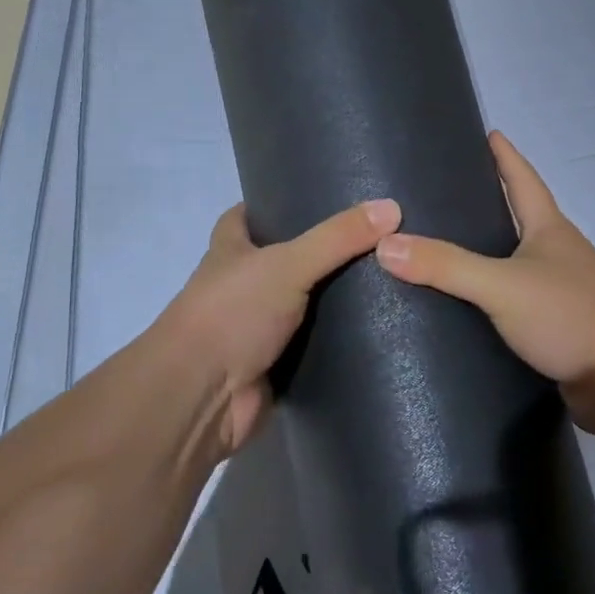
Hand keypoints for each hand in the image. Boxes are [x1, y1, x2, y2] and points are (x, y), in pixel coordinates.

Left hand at [153, 197, 401, 456]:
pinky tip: (378, 327)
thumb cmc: (231, 314)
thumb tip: (392, 207)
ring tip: (389, 276)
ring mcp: (257, 328)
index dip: (273, 204)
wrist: (202, 398)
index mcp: (230, 251)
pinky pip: (314, 345)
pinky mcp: (275, 365)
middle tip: (373, 237)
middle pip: (282, 259)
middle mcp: (241, 286)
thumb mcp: (287, 264)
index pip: (246, 216)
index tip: (317, 196)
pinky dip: (338, 339)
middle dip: (319, 251)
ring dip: (334, 297)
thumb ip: (337, 238)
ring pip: (302, 304)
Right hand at [375, 131, 594, 436]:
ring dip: (484, 251)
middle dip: (486, 201)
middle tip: (441, 192)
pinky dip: (487, 295)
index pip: (523, 178)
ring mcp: (557, 290)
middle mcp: (555, 253)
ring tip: (438, 245)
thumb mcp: (502, 285)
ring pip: (513, 260)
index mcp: (548, 229)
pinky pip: (512, 300)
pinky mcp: (553, 326)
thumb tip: (385, 244)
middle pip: (517, 216)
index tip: (487, 133)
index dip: (505, 155)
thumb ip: (446, 265)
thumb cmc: (570, 315)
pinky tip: (459, 303)